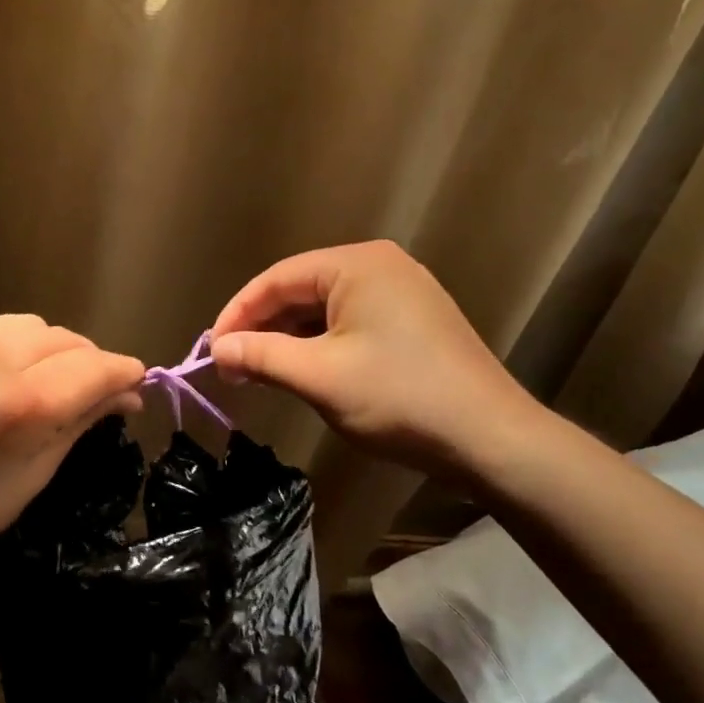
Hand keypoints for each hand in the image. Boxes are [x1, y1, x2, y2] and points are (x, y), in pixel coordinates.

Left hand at [0, 315, 144, 581]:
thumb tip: (129, 392)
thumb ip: (85, 419)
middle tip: (89, 392)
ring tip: (42, 381)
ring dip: (49, 350)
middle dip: (87, 363)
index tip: (136, 384)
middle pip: (66, 339)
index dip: (124, 373)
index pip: (95, 367)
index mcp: (23, 403)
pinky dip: (9, 347)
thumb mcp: (37, 472)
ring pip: (32, 325)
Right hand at [210, 241, 547, 483]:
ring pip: (325, 310)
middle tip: (233, 369)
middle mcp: (380, 266)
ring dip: (290, 341)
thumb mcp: (319, 376)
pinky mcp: (413, 321)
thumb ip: (261, 356)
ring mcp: (402, 292)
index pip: (276, 279)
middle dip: (263, 329)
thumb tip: (217, 349)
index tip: (211, 352)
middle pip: (300, 291)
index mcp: (356, 264)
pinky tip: (304, 373)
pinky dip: (321, 346)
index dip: (237, 314)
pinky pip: (351, 323)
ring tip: (261, 375)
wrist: (491, 439)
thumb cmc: (399, 397)